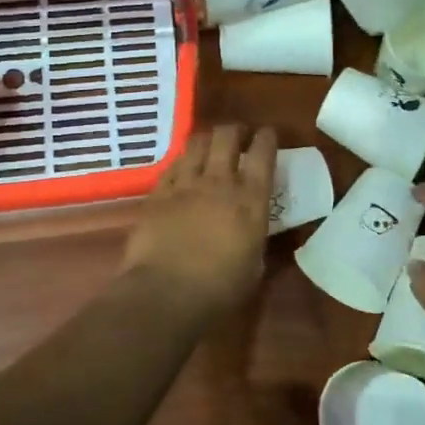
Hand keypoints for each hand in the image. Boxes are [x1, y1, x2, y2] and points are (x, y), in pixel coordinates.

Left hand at [119, 124, 277, 318]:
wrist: (165, 294)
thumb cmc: (219, 290)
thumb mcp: (255, 268)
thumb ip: (258, 241)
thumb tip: (257, 234)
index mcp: (251, 200)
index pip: (263, 154)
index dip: (267, 138)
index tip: (268, 135)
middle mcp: (219, 182)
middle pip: (226, 136)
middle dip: (235, 131)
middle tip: (238, 137)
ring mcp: (185, 185)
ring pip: (196, 143)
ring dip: (207, 141)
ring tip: (209, 147)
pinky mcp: (157, 194)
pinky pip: (172, 166)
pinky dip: (182, 162)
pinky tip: (182, 170)